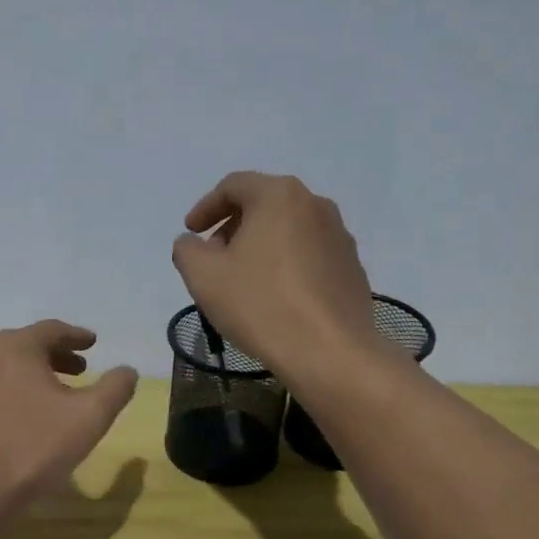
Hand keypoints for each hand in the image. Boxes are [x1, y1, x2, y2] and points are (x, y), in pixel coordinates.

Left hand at [0, 321, 138, 520]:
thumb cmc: (32, 448)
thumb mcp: (89, 418)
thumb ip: (115, 389)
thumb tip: (127, 371)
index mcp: (15, 348)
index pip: (51, 330)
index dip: (77, 336)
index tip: (93, 343)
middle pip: (24, 347)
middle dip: (55, 356)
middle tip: (79, 370)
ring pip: (2, 372)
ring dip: (29, 378)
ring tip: (50, 398)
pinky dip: (6, 399)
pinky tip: (16, 424)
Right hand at [171, 171, 383, 385]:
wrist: (329, 352)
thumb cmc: (261, 305)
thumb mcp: (204, 277)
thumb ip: (187, 250)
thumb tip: (192, 242)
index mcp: (279, 196)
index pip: (234, 186)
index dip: (205, 207)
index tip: (191, 232)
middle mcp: (315, 204)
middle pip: (264, 204)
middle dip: (233, 226)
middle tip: (214, 257)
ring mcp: (339, 236)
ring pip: (289, 230)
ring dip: (261, 246)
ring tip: (243, 279)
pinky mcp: (352, 267)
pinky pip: (309, 254)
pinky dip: (286, 264)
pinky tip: (275, 296)